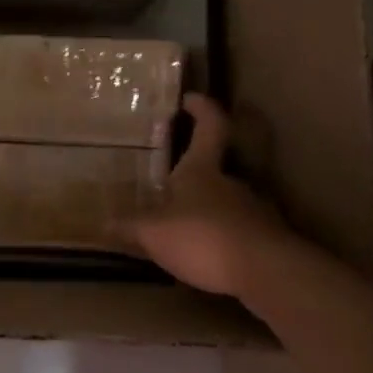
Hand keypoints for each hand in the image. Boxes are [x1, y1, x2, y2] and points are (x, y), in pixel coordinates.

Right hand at [126, 94, 304, 297]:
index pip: (209, 127)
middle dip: (195, 175)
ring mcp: (255, 211)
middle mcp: (232, 183)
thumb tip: (104, 223)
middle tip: (171, 185)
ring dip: (209, 211)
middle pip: (216, 169)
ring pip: (227, 203)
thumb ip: (130, 227)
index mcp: (203, 170)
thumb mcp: (153, 233)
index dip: (202, 109)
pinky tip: (208, 258)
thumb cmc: (203, 237)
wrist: (267, 274)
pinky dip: (222, 240)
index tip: (191, 98)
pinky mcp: (267, 242)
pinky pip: (238, 233)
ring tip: (185, 229)